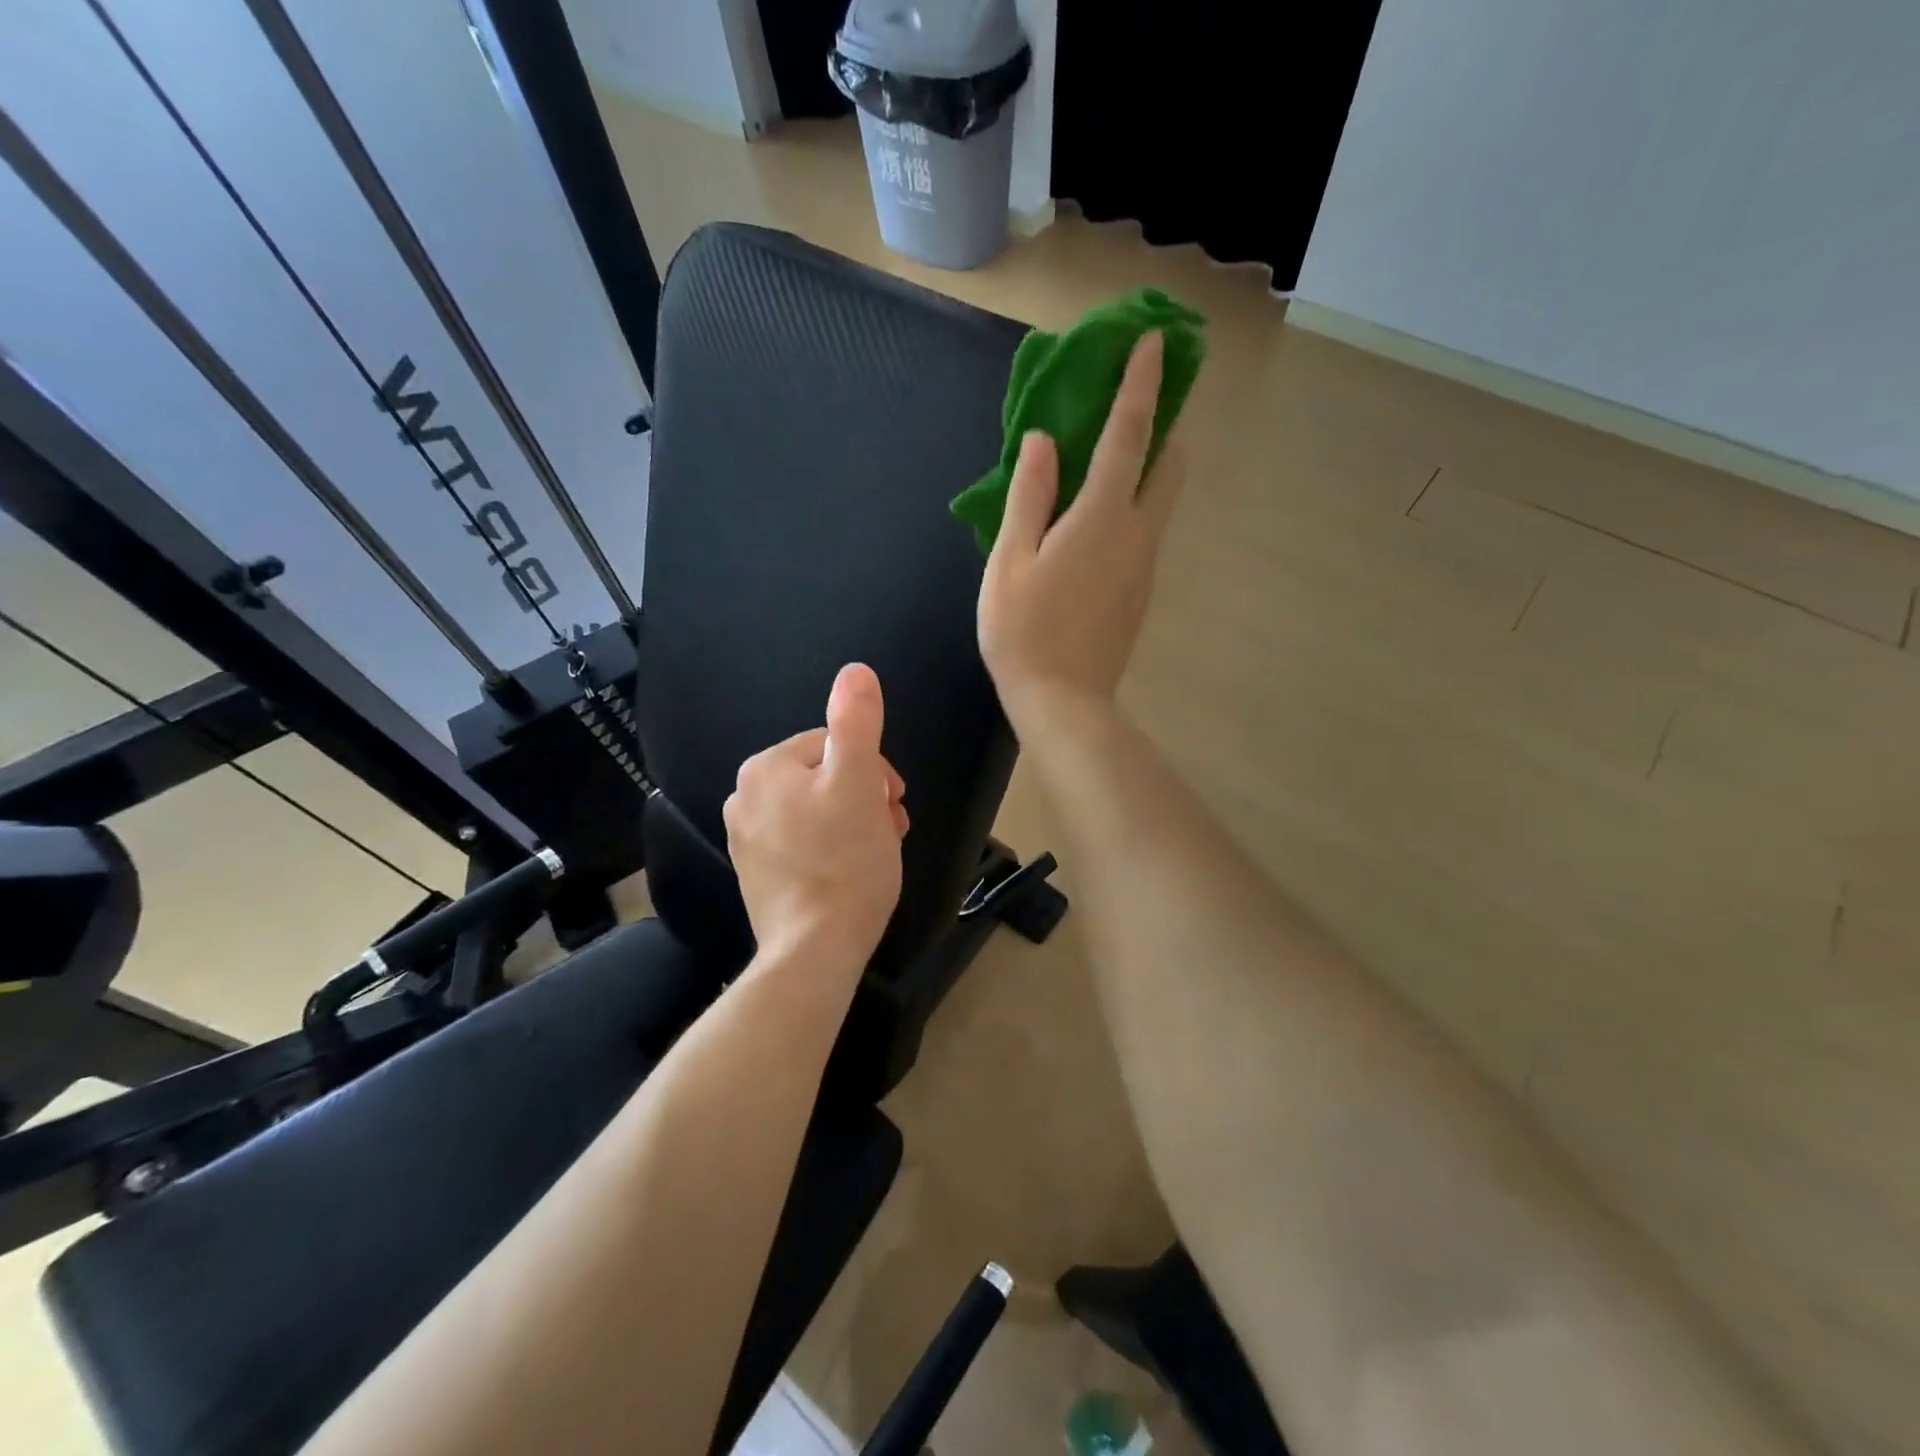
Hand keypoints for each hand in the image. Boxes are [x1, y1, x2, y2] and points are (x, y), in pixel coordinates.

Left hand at [723, 663, 908, 968]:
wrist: (814, 949)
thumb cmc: (844, 861)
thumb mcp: (859, 782)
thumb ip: (856, 722)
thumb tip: (855, 670)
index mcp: (766, 768)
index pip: (835, 745)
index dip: (874, 770)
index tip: (894, 803)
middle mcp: (745, 797)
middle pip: (826, 778)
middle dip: (865, 797)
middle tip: (890, 828)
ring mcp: (746, 839)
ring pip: (818, 810)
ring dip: (854, 821)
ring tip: (876, 852)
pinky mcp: (756, 873)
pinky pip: (803, 842)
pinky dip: (831, 848)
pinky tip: (850, 872)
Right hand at [978, 331, 1183, 733]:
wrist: (1063, 702)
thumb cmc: (1023, 631)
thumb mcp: (1010, 560)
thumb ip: (1029, 495)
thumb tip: (1043, 439)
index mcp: (1102, 516)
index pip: (1130, 433)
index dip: (1141, 383)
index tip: (1153, 341)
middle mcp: (1137, 532)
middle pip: (1167, 463)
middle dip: (1159, 424)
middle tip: (1127, 408)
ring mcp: (1145, 564)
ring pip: (1160, 498)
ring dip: (1145, 466)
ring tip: (1102, 462)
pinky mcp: (1141, 590)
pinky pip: (1144, 529)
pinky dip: (1131, 504)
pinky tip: (1091, 523)